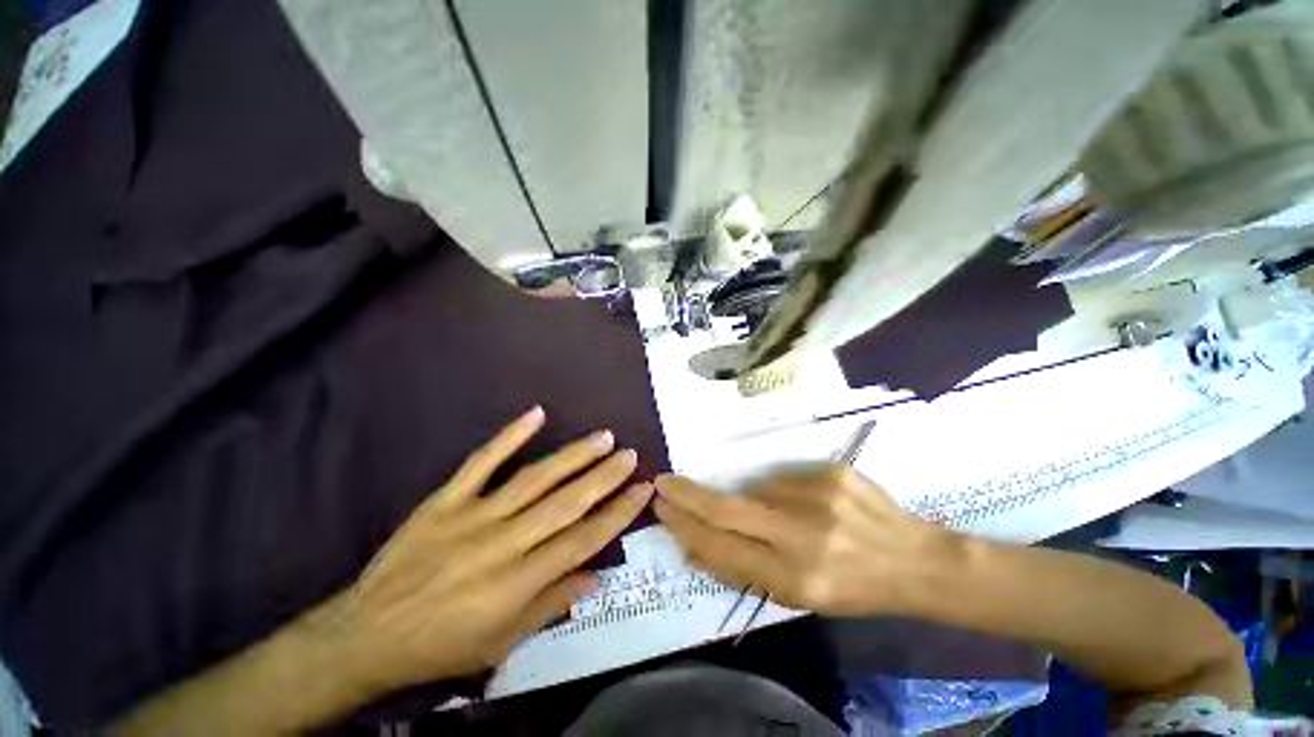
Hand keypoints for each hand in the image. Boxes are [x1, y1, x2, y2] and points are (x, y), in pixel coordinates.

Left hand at [321, 407, 652, 693]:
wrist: (377, 630)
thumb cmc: (444, 647)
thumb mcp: (502, 643)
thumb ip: (548, 607)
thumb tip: (592, 577)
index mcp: (520, 581)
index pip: (581, 540)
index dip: (615, 514)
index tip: (642, 490)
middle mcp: (502, 542)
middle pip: (563, 504)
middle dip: (602, 478)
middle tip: (631, 455)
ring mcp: (469, 516)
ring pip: (531, 480)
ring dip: (570, 457)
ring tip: (602, 438)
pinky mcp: (441, 502)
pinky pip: (479, 464)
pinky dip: (507, 438)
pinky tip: (534, 417)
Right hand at [653, 466, 955, 616]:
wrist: (912, 561)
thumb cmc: (854, 592)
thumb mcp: (798, 599)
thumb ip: (748, 572)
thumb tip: (698, 546)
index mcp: (793, 577)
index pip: (721, 548)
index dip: (685, 528)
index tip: (662, 510)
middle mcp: (803, 534)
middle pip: (728, 509)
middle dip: (688, 495)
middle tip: (664, 484)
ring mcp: (820, 498)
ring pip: (757, 490)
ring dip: (748, 501)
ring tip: (774, 521)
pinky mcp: (834, 473)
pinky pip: (787, 479)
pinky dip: (780, 492)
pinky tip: (801, 509)